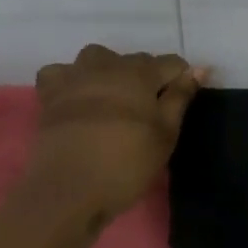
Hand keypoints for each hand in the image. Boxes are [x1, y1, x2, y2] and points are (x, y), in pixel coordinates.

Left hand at [26, 45, 204, 225]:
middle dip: (147, 78)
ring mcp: (76, 76)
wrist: (68, 190)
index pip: (171, 63)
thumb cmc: (125, 164)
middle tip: (148, 114)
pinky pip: (59, 73)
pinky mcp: (50, 94)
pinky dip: (68, 80)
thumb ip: (180, 97)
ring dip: (109, 70)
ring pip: (97, 57)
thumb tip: (197, 68)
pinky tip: (74, 97)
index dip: (181, 80)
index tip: (180, 104)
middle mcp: (108, 64)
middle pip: (136, 60)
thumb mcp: (164, 135)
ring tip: (112, 98)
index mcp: (140, 73)